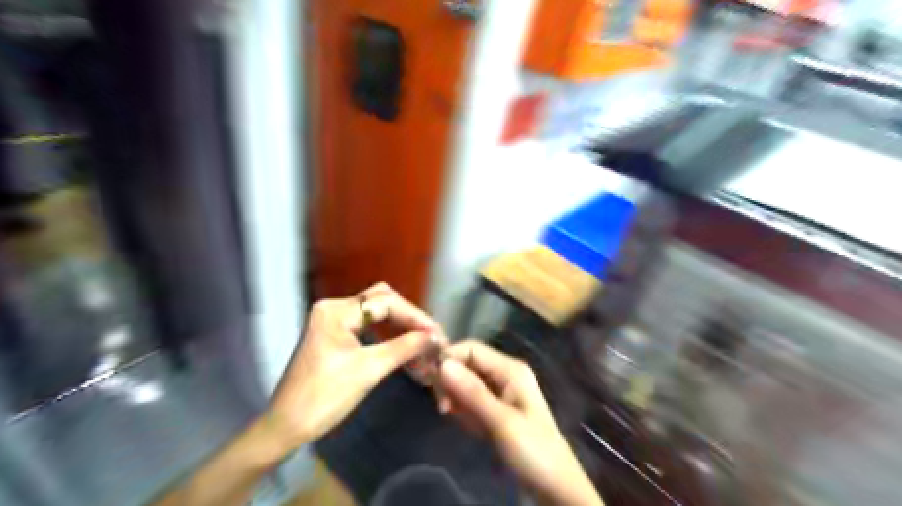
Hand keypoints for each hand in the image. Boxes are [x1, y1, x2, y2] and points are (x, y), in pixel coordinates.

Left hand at [262, 281, 442, 449]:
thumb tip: (434, 337)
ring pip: (377, 312)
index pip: (386, 303)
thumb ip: (404, 347)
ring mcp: (334, 321)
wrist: (286, 427)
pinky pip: (369, 326)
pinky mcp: (336, 335)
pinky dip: (388, 333)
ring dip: (401, 324)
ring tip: (422, 339)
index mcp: (337, 311)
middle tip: (430, 334)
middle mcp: (334, 308)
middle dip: (409, 317)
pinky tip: (404, 344)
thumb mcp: (368, 370)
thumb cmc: (324, 397)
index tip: (437, 334)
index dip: (415, 317)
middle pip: (381, 301)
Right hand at [437, 340, 605, 505]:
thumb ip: (472, 392)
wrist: (554, 487)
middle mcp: (504, 375)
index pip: (472, 349)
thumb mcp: (501, 421)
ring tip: (457, 419)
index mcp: (510, 369)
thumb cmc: (533, 450)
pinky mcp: (495, 410)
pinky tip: (468, 427)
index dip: (450, 358)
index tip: (431, 382)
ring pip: (465, 384)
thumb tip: (442, 363)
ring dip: (456, 399)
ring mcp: (500, 393)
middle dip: (451, 382)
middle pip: (467, 365)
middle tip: (443, 407)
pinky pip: (470, 402)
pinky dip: (463, 411)